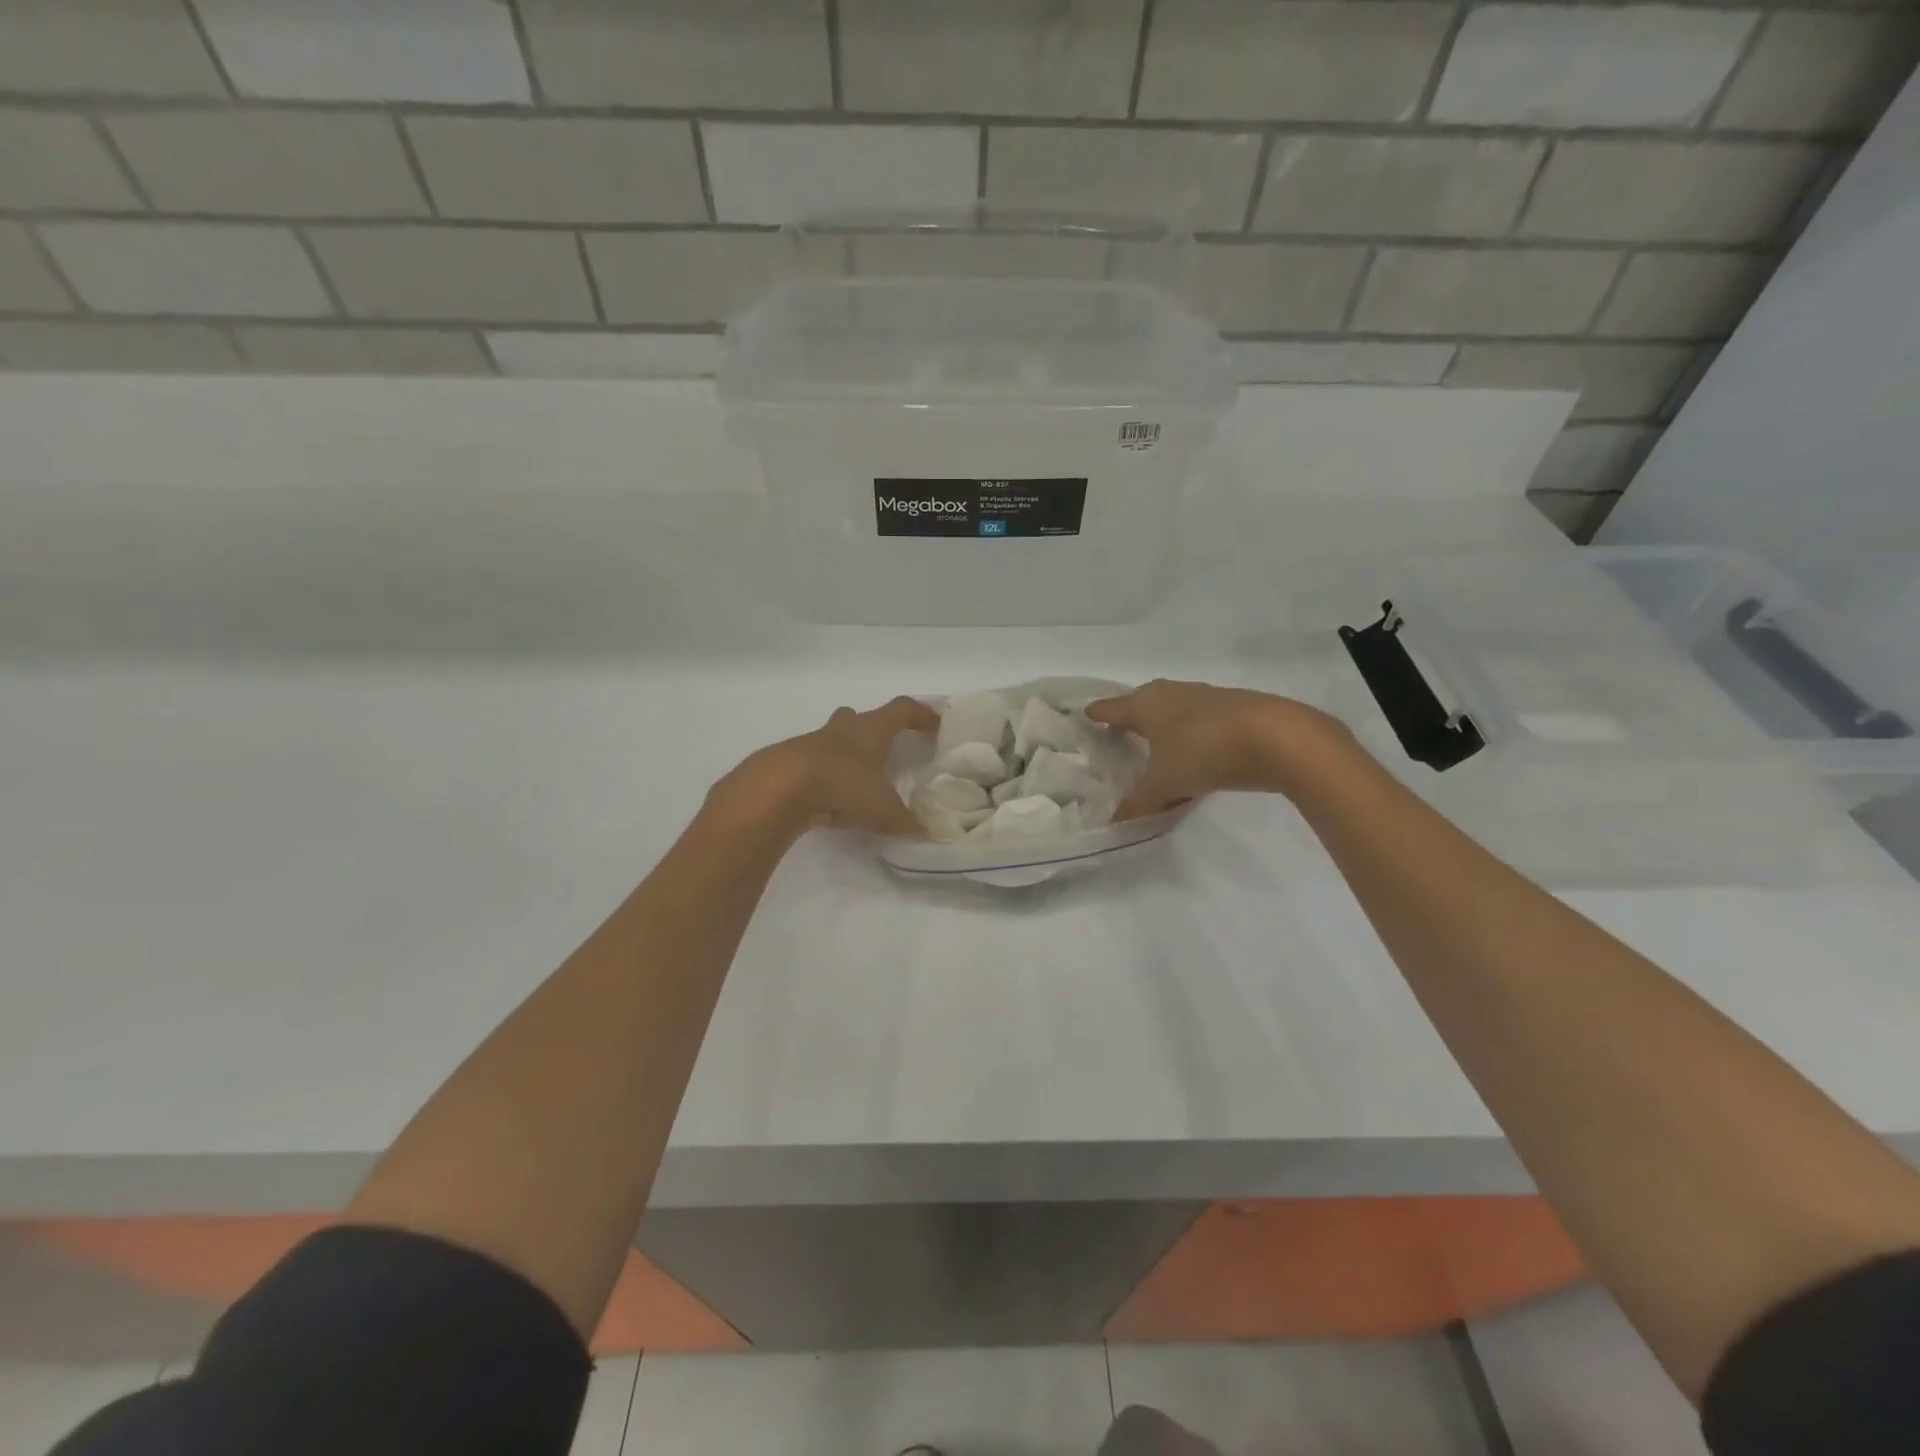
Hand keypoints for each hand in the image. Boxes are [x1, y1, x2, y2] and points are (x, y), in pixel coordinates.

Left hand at [717, 696, 938, 838]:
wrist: (778, 788)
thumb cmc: (842, 785)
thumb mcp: (883, 810)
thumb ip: (907, 823)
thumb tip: (928, 836)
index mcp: (871, 729)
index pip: (903, 710)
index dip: (922, 715)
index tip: (937, 725)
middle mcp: (842, 729)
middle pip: (861, 718)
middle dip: (875, 730)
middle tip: (887, 750)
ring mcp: (811, 744)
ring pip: (834, 741)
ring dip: (847, 755)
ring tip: (860, 781)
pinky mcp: (789, 764)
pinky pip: (815, 765)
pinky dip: (826, 778)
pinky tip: (831, 800)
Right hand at [1086, 680, 1350, 817]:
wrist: (1278, 738)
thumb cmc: (1204, 752)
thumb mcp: (1164, 785)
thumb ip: (1138, 804)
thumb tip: (1114, 826)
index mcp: (1148, 705)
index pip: (1114, 708)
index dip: (1099, 714)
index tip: (1087, 714)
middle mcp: (1175, 694)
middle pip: (1145, 702)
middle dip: (1133, 716)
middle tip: (1121, 731)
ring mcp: (1209, 698)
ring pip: (1177, 711)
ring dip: (1167, 727)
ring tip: (1159, 747)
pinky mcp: (1238, 710)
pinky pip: (1203, 723)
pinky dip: (1194, 737)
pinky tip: (1200, 756)